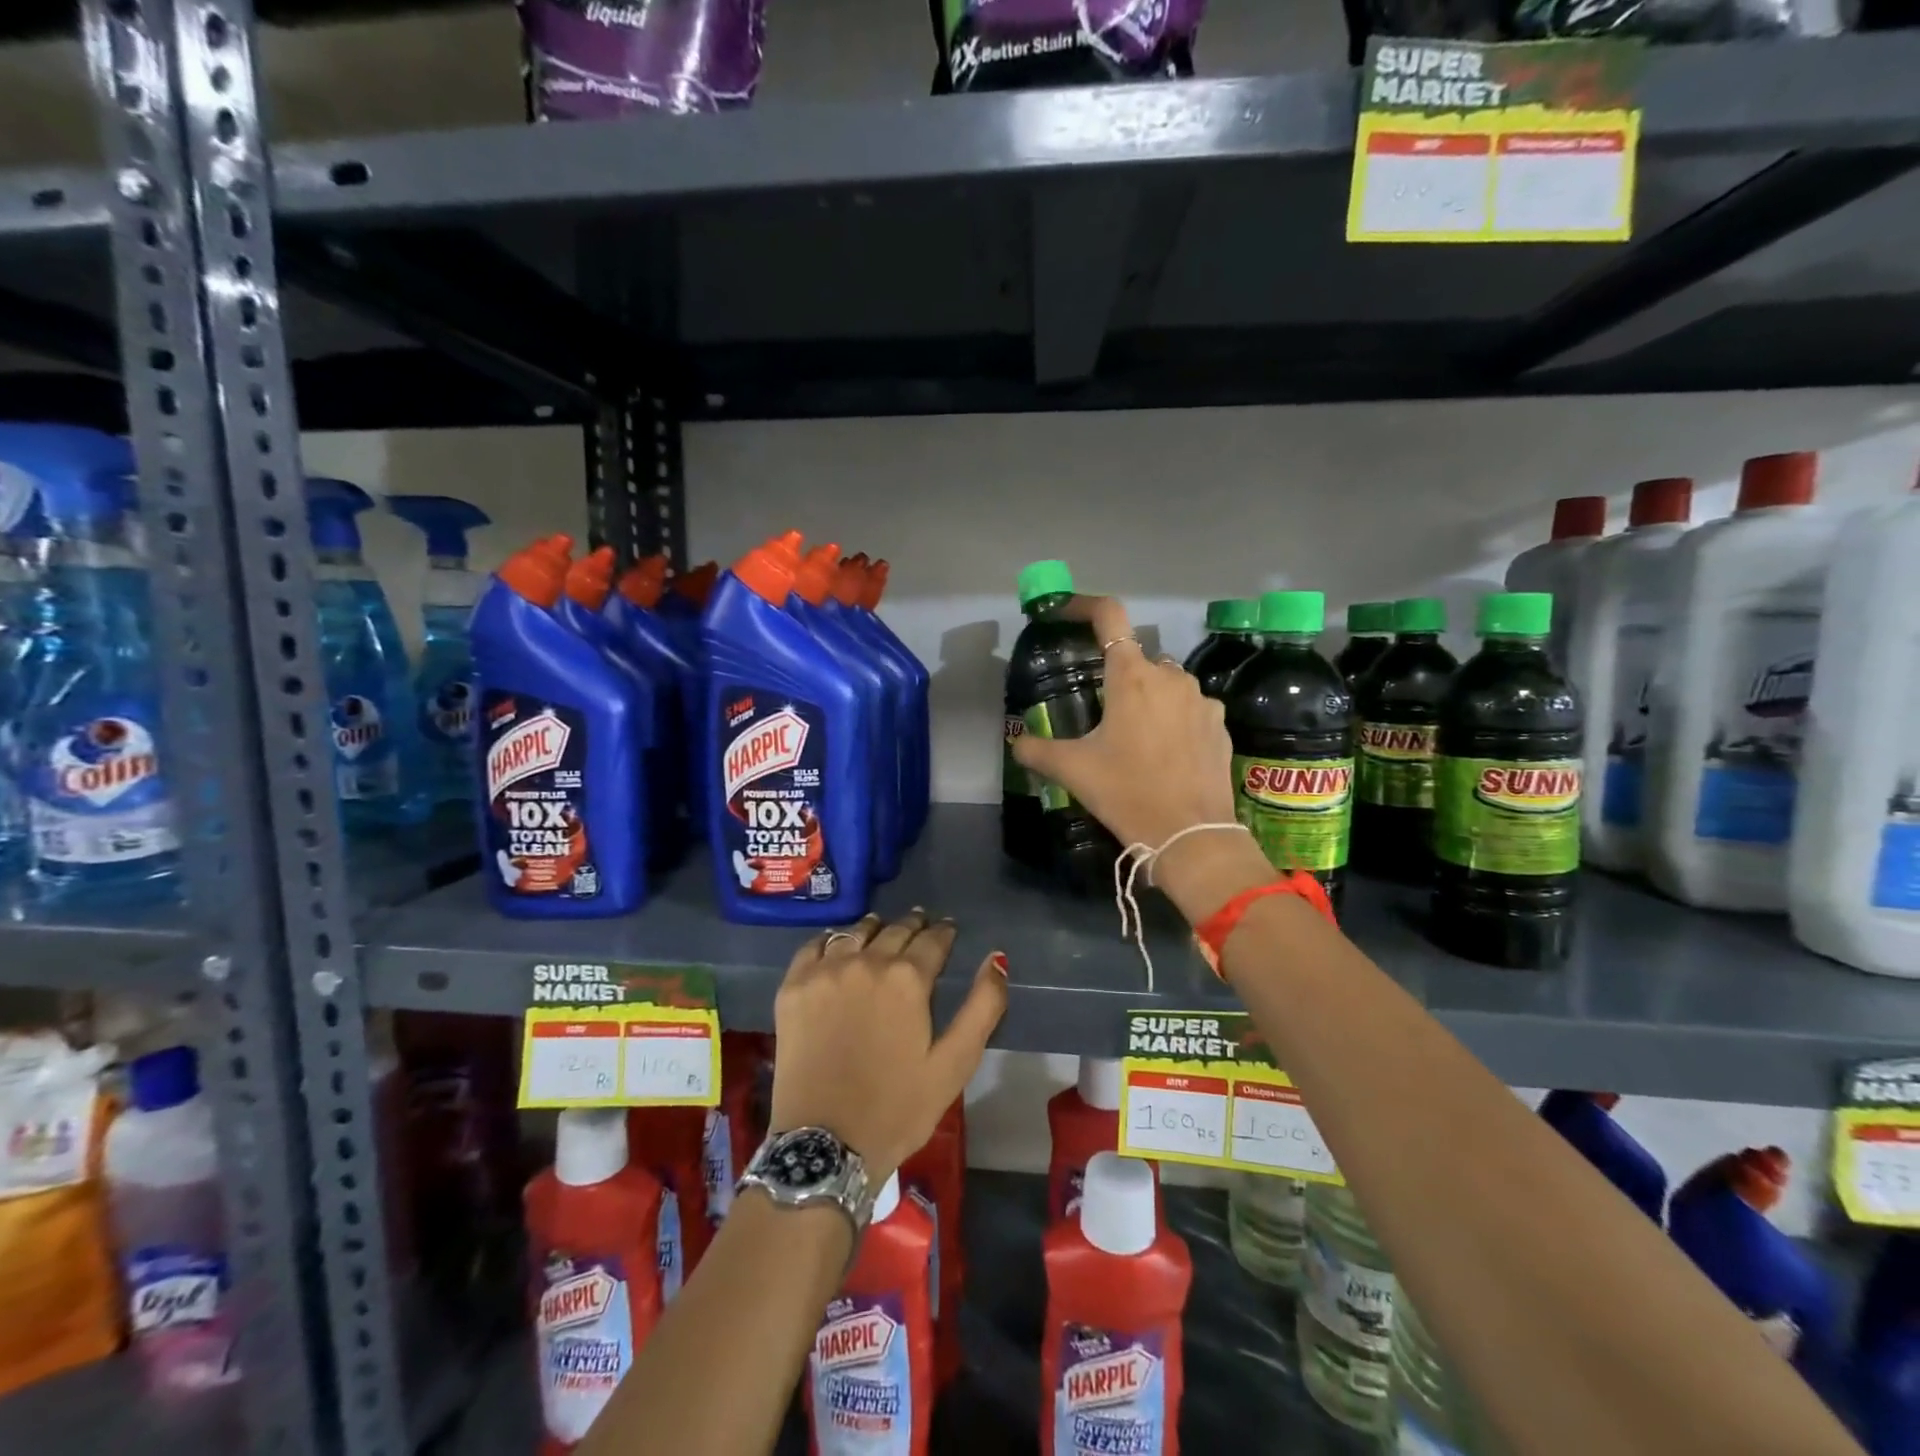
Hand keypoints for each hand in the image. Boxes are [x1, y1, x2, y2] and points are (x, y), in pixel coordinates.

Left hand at [770, 910, 1006, 1182]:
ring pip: (855, 932)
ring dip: (874, 928)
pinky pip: (813, 946)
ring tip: (882, 930)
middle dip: (913, 925)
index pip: (933, 939)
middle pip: (895, 929)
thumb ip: (983, 1006)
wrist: (825, 1145)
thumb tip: (997, 958)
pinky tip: (837, 947)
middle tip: (920, 924)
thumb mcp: (955, 1064)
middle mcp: (866, 961)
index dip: (944, 932)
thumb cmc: (897, 1108)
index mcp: (908, 978)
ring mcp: (825, 972)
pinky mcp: (793, 987)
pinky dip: (830, 941)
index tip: (948, 929)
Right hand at [1009, 594, 1271, 922]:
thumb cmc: (1127, 792)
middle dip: (1119, 680)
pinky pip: (1190, 710)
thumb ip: (1038, 750)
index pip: (1109, 616)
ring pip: (1166, 685)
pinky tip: (1166, 756)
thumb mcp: (1074, 770)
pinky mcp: (1220, 726)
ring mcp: (1201, 700)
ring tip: (1136, 742)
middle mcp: (1170, 676)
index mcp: (1131, 676)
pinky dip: (1175, 721)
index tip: (1068, 611)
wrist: (1191, 834)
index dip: (1085, 605)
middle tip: (1103, 717)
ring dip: (1149, 701)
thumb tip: (1017, 745)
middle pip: (1137, 660)